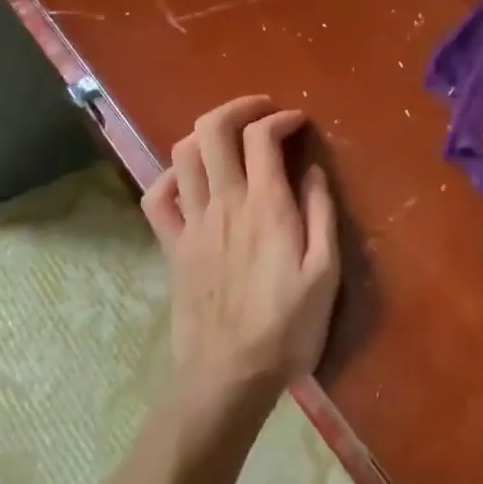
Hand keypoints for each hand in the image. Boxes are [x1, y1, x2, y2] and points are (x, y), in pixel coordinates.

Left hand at [142, 96, 339, 408]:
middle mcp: (224, 204)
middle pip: (214, 131)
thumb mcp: (325, 272)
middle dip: (240, 107)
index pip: (263, 138)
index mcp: (266, 207)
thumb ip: (320, 214)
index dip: (281, 119)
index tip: (299, 123)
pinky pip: (157, 197)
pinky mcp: (172, 247)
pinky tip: (191, 178)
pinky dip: (171, 175)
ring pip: (183, 154)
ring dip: (206, 132)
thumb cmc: (288, 327)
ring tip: (232, 137)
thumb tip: (313, 170)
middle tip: (264, 111)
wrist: (229, 376)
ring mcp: (192, 224)